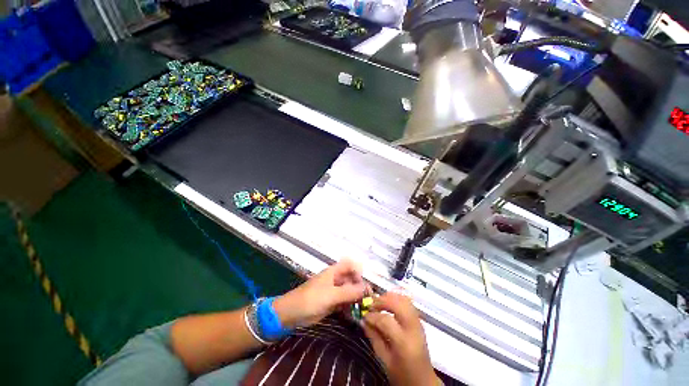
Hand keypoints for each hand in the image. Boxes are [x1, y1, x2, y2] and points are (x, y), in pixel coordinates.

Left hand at [274, 258, 365, 327]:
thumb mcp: (331, 295)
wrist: (291, 314)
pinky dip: (350, 307)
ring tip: (364, 308)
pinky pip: (344, 302)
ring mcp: (333, 291)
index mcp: (334, 272)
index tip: (364, 285)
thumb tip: (366, 289)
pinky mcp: (331, 303)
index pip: (350, 266)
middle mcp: (335, 279)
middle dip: (359, 287)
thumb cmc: (310, 299)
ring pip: (348, 291)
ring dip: (356, 298)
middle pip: (351, 279)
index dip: (358, 272)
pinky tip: (355, 314)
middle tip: (368, 300)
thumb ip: (349, 292)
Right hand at [362, 293, 439, 385]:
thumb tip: (364, 321)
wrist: (424, 381)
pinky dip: (397, 299)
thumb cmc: (402, 374)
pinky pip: (408, 303)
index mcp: (404, 343)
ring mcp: (419, 323)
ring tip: (379, 303)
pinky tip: (389, 304)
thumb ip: (374, 338)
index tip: (364, 316)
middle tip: (371, 304)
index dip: (373, 316)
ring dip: (390, 297)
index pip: (386, 320)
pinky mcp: (420, 321)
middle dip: (382, 300)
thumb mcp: (385, 361)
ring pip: (405, 300)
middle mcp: (413, 328)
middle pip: (398, 304)